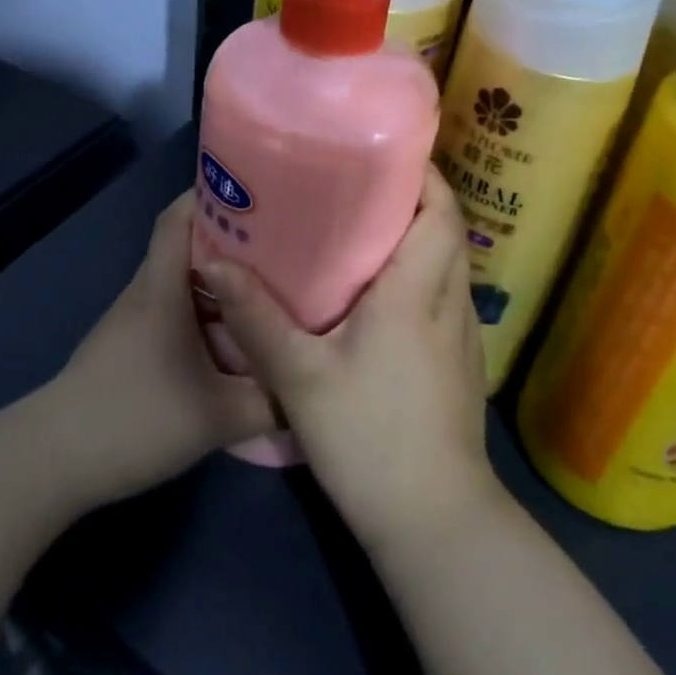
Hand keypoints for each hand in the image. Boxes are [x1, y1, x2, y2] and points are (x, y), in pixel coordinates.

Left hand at [29, 192, 275, 508]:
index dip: (213, 195)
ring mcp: (133, 319)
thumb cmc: (137, 419)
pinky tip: (232, 335)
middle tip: (283, 245)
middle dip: (232, 238)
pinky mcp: (129, 345)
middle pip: (186, 244)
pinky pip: (174, 309)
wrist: (55, 460)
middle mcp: (146, 292)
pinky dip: (204, 310)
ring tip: (266, 288)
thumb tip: (311, 386)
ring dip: (220, 279)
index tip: (260, 196)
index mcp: (162, 288)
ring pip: (181, 280)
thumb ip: (272, 401)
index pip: (178, 217)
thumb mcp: (218, 417)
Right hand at [196, 167, 496, 550]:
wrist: (434, 522)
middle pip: (446, 230)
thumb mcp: (300, 377)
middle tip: (354, 187)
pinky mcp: (458, 365)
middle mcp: (450, 303)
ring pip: (447, 265)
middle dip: (411, 199)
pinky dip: (418, 276)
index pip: (440, 210)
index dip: (420, 173)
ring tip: (359, 230)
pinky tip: (374, 296)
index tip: (380, 153)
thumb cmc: (370, 437)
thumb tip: (214, 262)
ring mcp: (461, 337)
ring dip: (415, 238)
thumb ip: (256, 318)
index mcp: (418, 292)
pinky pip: (442, 297)